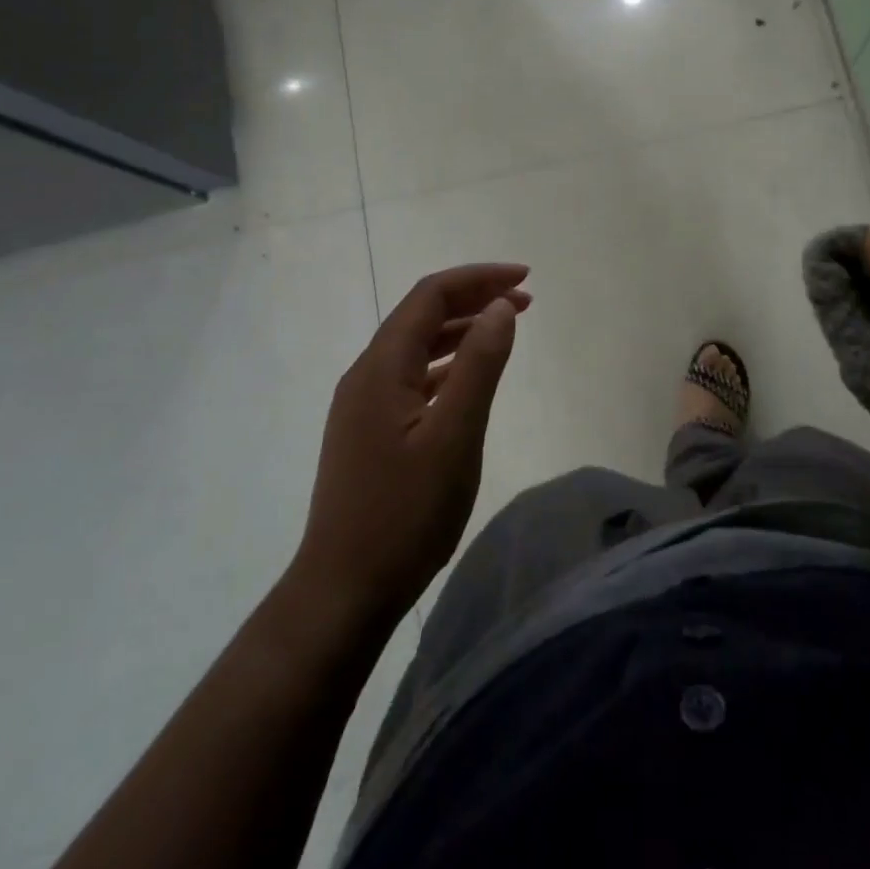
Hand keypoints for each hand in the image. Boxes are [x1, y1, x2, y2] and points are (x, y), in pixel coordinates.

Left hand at [294, 263, 529, 631]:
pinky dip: (448, 362)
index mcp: (382, 367)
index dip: (478, 278)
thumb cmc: (404, 514)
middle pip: (422, 314)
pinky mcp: (370, 430)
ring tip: (506, 327)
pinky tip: (470, 376)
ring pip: (418, 345)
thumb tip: (500, 307)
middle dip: (474, 297)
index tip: (525, 279)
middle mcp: (367, 374)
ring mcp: (365, 404)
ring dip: (462, 328)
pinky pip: (413, 375)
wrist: (344, 590)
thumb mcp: (454, 437)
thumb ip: (479, 366)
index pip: (430, 295)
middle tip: (525, 299)